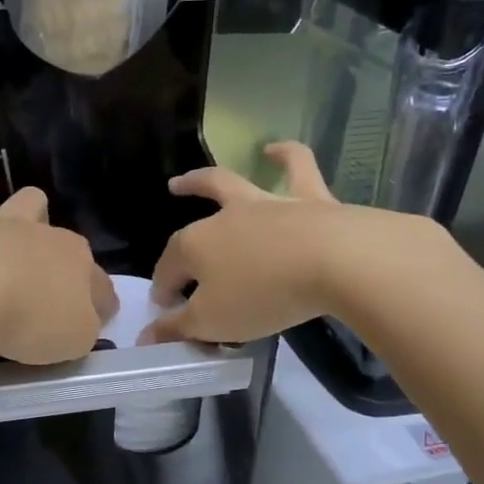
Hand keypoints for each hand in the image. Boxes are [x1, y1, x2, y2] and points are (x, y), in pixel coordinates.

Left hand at [0, 171, 116, 364]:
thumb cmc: (27, 318)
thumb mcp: (72, 340)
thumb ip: (81, 330)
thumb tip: (81, 322)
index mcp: (78, 267)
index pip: (100, 287)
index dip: (101, 305)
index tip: (95, 321)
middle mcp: (46, 237)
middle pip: (66, 240)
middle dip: (65, 256)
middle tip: (49, 283)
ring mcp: (3, 223)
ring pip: (29, 201)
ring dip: (32, 208)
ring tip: (26, 221)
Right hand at [142, 143, 449, 344]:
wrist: (335, 261)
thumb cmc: (264, 295)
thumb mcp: (213, 322)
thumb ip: (179, 328)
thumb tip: (148, 335)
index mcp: (195, 247)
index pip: (170, 269)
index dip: (164, 288)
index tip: (166, 308)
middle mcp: (224, 218)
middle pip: (193, 219)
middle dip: (176, 224)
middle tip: (169, 199)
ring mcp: (266, 205)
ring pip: (231, 183)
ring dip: (207, 180)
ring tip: (197, 176)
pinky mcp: (310, 200)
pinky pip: (297, 167)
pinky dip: (285, 155)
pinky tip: (276, 149)